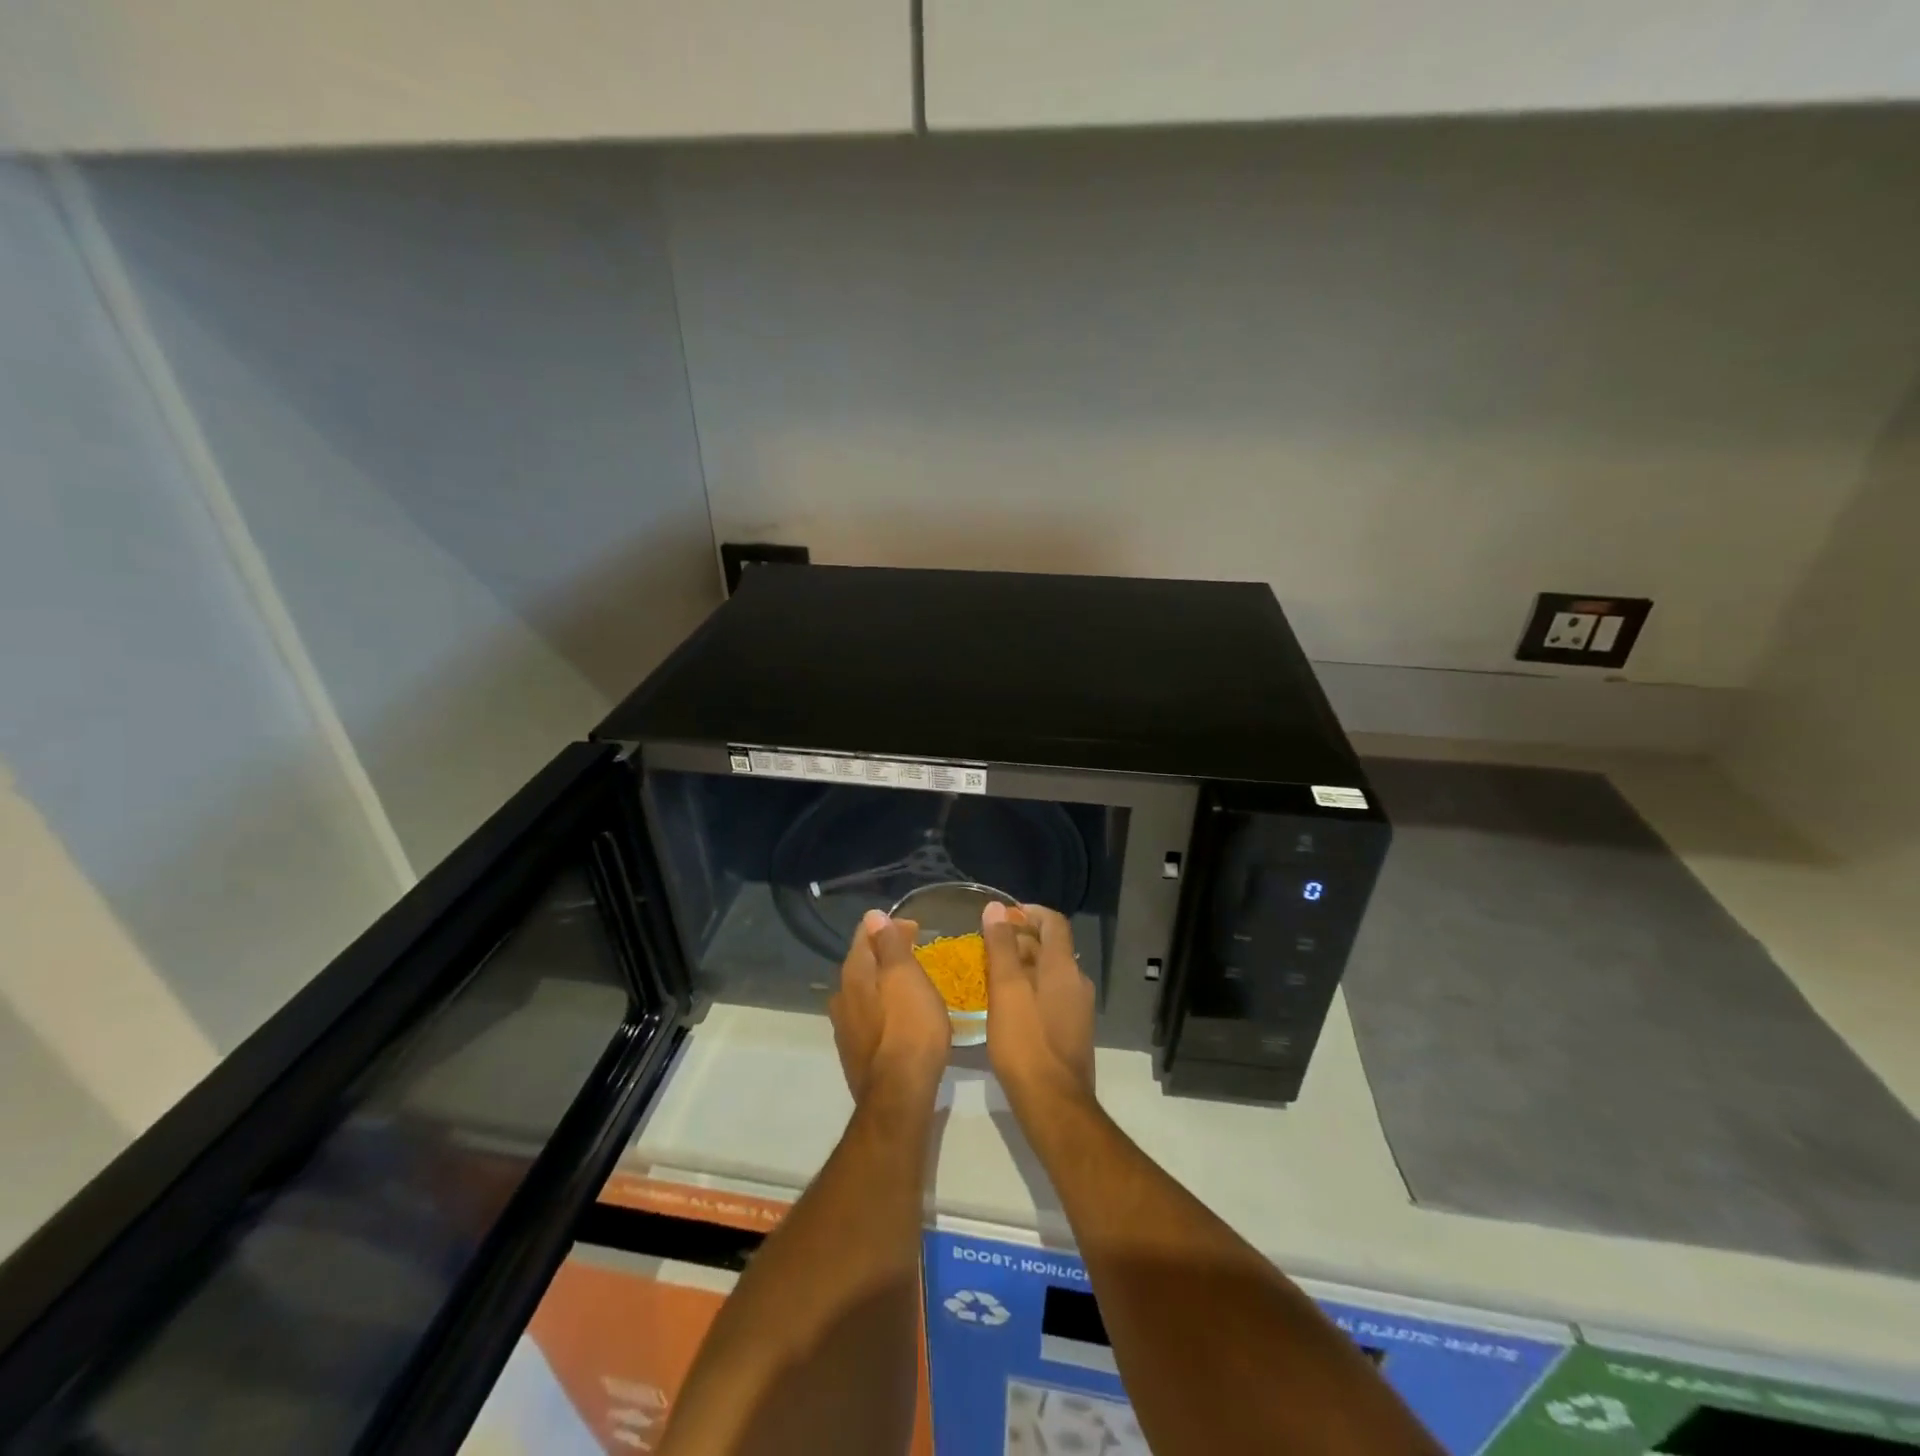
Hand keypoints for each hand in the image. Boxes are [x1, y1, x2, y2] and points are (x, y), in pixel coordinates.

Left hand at [829, 909, 950, 1103]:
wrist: (898, 1096)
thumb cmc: (910, 1029)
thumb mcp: (907, 978)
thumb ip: (890, 946)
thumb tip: (873, 916)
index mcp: (854, 974)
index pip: (865, 934)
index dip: (889, 926)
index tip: (916, 928)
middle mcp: (842, 995)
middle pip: (863, 962)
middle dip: (887, 953)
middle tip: (916, 952)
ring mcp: (845, 1026)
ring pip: (863, 990)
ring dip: (884, 980)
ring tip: (911, 983)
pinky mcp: (855, 1051)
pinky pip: (868, 1014)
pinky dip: (883, 1005)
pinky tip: (900, 1015)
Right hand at [982, 901, 1095, 1119]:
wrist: (1054, 1104)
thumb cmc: (1026, 1042)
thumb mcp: (1006, 990)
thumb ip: (1002, 947)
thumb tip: (997, 907)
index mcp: (1064, 967)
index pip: (1054, 922)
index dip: (1029, 912)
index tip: (1003, 916)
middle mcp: (1077, 981)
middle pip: (1051, 947)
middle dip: (1020, 940)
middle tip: (987, 947)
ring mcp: (1077, 1008)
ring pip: (1049, 973)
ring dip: (1022, 966)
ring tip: (990, 974)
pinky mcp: (1072, 1030)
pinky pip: (1050, 995)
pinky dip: (1030, 989)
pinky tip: (1006, 1005)